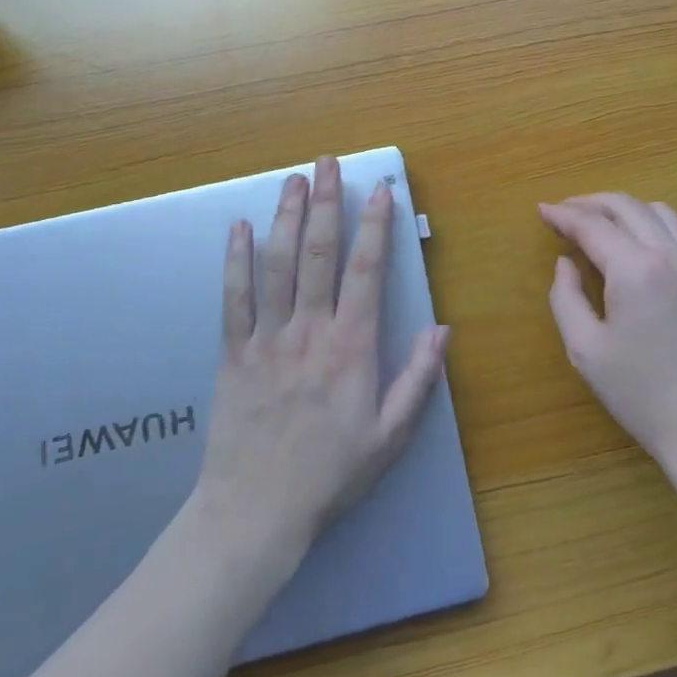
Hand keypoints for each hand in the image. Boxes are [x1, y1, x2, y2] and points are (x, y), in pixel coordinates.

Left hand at [196, 156, 449, 556]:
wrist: (255, 513)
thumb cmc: (331, 474)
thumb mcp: (391, 436)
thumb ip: (418, 379)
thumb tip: (443, 328)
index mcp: (351, 347)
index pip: (366, 271)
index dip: (374, 226)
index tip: (379, 190)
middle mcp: (310, 331)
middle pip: (319, 253)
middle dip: (326, 203)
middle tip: (328, 163)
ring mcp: (267, 338)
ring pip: (277, 265)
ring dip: (287, 217)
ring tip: (294, 179)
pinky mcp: (233, 353)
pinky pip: (234, 298)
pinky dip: (236, 260)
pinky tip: (239, 228)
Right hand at [540, 194, 676, 471]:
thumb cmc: (640, 394)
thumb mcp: (585, 350)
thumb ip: (566, 297)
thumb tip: (566, 263)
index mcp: (635, 270)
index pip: (593, 226)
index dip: (564, 215)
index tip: (542, 210)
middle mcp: (671, 256)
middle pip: (628, 207)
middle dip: (591, 202)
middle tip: (565, 211)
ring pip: (660, 213)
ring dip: (625, 209)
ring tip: (601, 222)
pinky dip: (652, 228)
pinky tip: (638, 250)